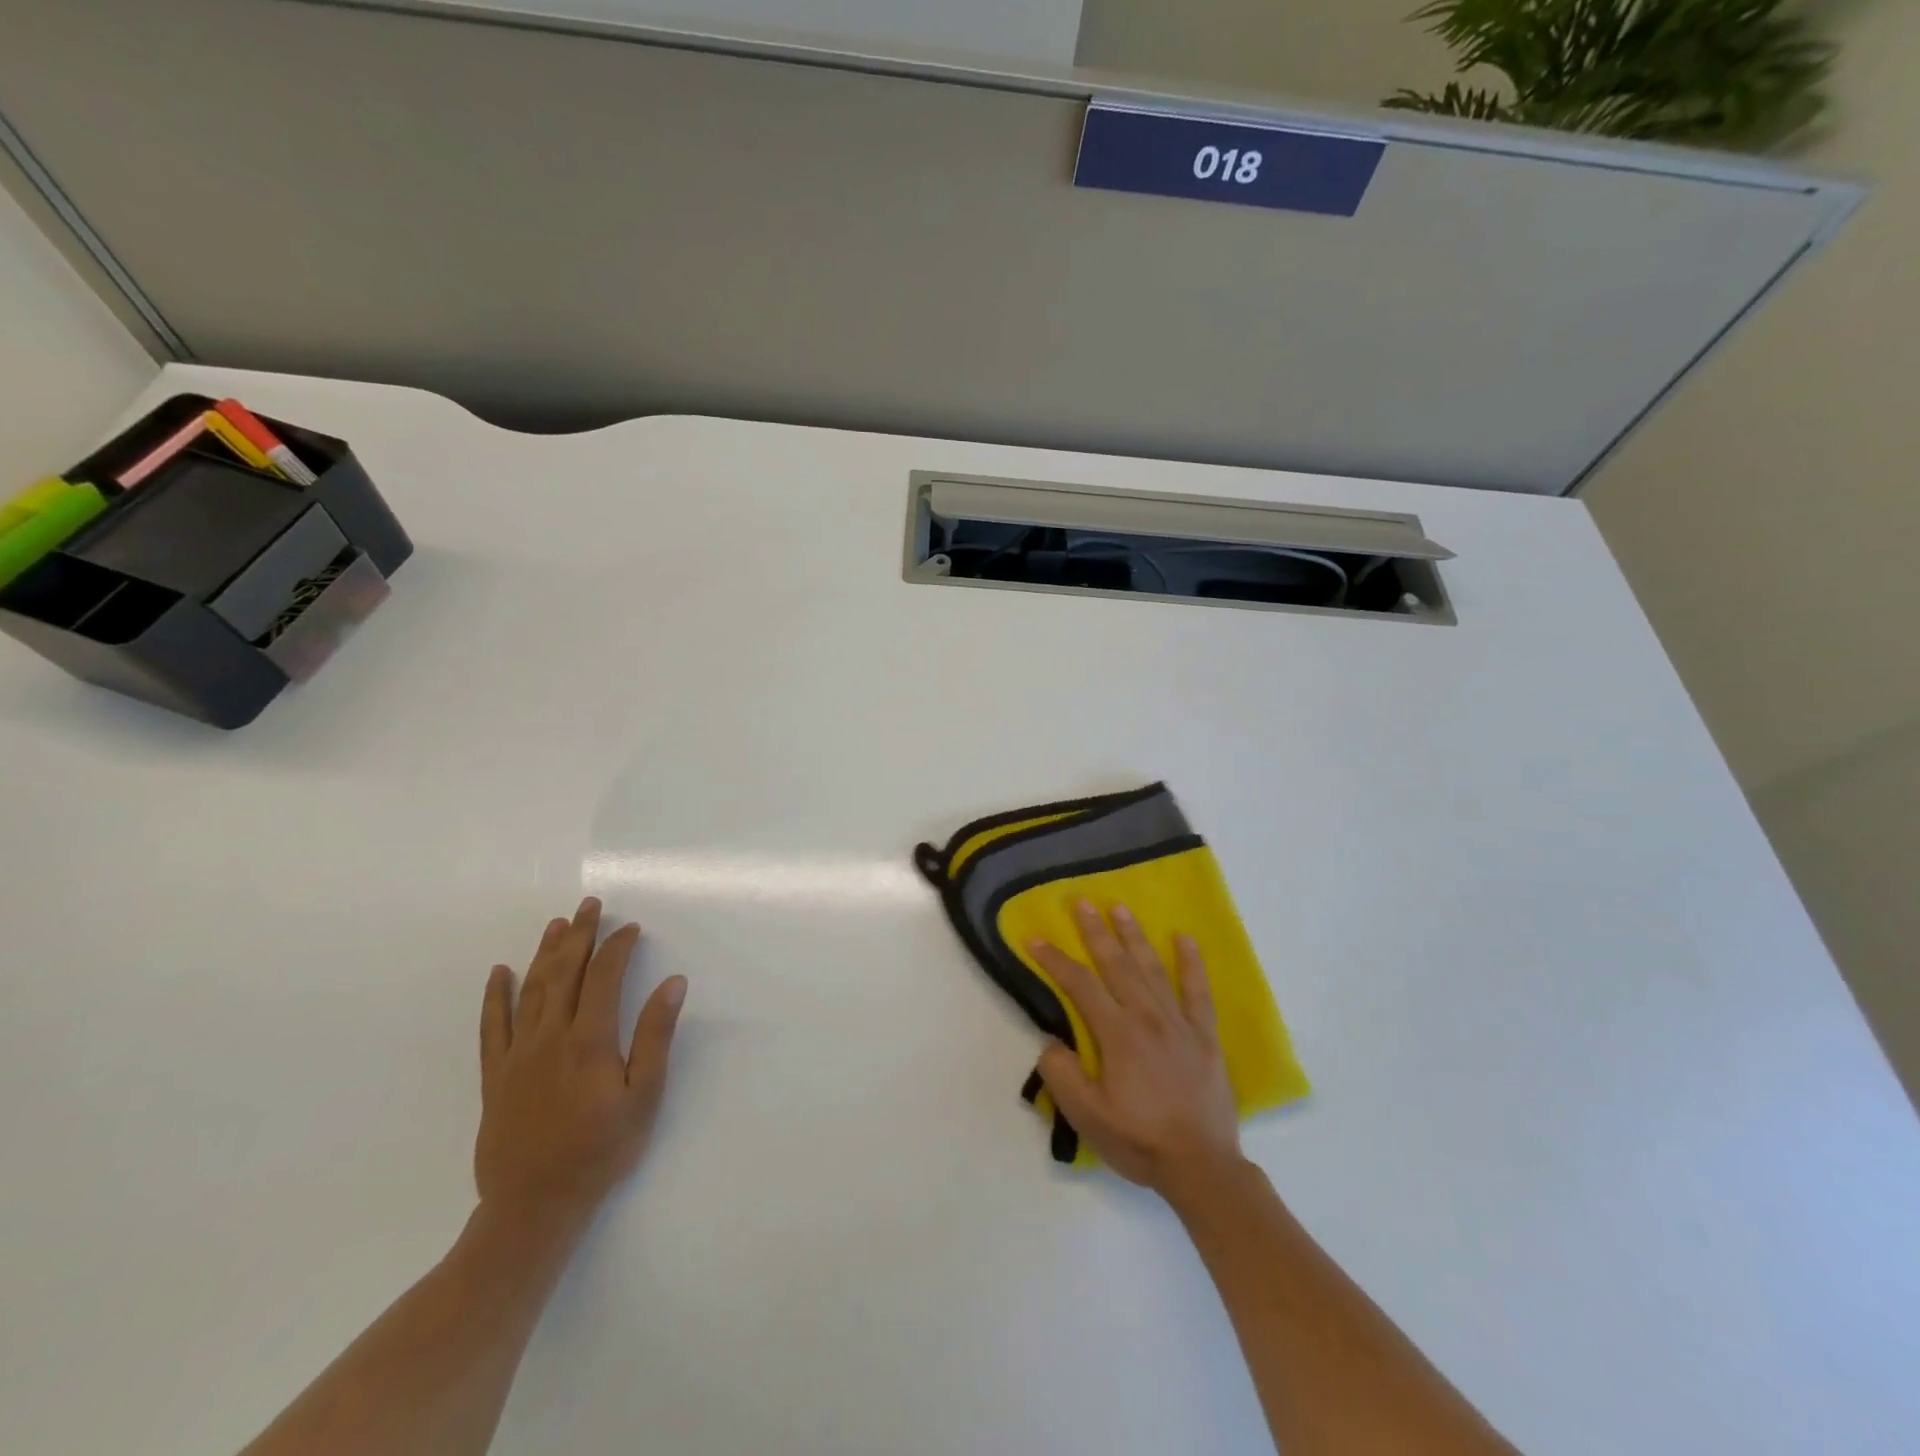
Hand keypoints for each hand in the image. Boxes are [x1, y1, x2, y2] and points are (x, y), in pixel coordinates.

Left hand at [474, 897, 686, 1227]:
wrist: (534, 1206)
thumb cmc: (601, 1150)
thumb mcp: (644, 1096)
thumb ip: (656, 1036)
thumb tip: (673, 982)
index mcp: (589, 1040)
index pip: (603, 977)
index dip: (617, 947)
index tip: (631, 928)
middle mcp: (550, 1037)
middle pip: (564, 973)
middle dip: (579, 935)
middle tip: (590, 905)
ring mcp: (517, 1055)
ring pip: (530, 990)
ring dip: (545, 953)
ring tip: (557, 924)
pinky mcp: (495, 1076)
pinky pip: (491, 1027)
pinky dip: (495, 997)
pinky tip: (499, 973)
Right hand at [1031, 901, 1244, 1202]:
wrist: (1202, 1168)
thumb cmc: (1140, 1141)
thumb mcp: (1087, 1117)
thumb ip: (1062, 1074)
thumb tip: (1051, 1040)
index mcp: (1117, 1034)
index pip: (1080, 985)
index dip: (1055, 960)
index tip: (1035, 938)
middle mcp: (1147, 1017)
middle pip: (1117, 965)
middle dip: (1095, 932)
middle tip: (1082, 902)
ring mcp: (1179, 1024)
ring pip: (1152, 969)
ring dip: (1134, 936)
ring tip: (1120, 908)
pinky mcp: (1204, 1036)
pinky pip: (1198, 992)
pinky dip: (1192, 964)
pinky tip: (1185, 939)